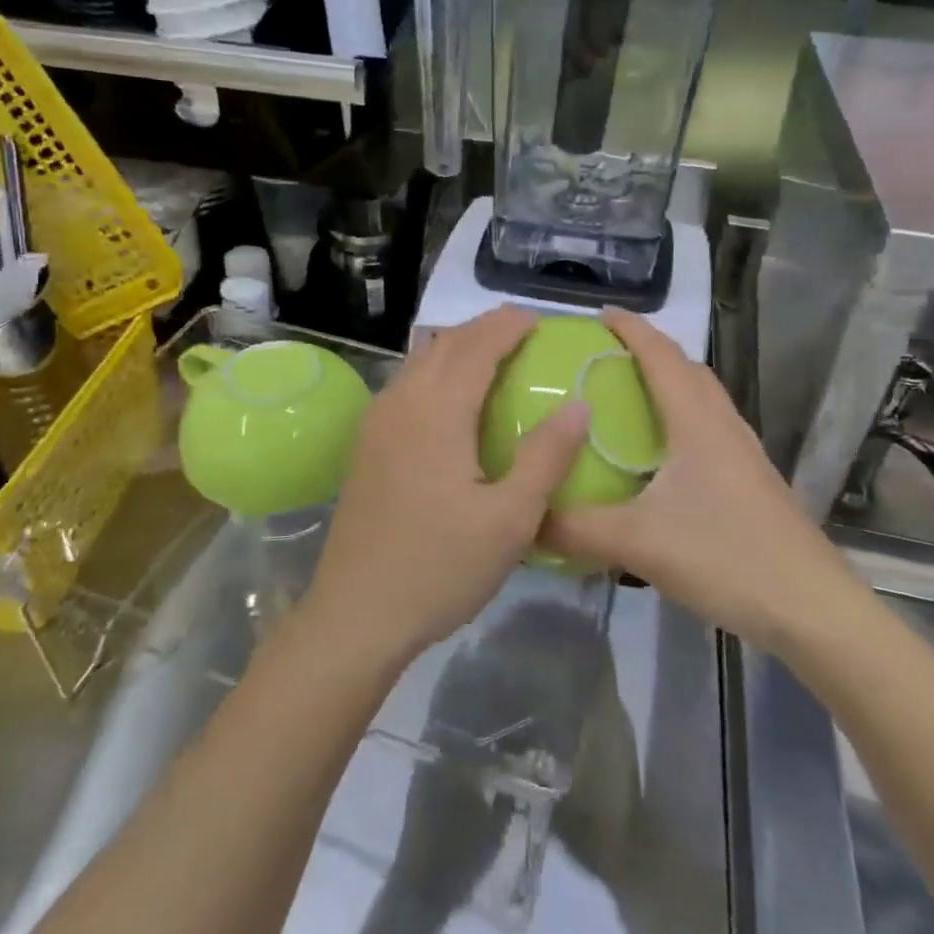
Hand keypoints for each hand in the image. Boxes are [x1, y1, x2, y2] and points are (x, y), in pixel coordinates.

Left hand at [304, 305, 590, 669]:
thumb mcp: (510, 519)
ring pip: (419, 363)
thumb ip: (546, 456)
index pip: (476, 346)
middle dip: (482, 330)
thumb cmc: (440, 567)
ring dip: (456, 349)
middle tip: (521, 335)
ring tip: (491, 359)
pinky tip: (450, 402)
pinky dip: (434, 373)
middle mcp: (401, 403)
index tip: (538, 319)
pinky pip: (405, 387)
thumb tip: (577, 405)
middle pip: (444, 345)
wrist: (356, 613)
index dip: (507, 326)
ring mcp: (376, 423)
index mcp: (437, 411)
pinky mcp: (365, 445)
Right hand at [543, 309, 860, 645]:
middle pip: (685, 369)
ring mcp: (742, 454)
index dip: (630, 328)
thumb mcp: (638, 542)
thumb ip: (574, 528)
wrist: (811, 608)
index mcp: (696, 421)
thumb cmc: (726, 557)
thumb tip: (522, 519)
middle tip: (603, 355)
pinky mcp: (750, 481)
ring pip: (701, 399)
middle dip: (647, 350)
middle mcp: (722, 425)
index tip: (596, 315)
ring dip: (667, 383)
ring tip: (626, 397)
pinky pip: (707, 429)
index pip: (660, 355)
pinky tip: (659, 457)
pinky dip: (679, 419)